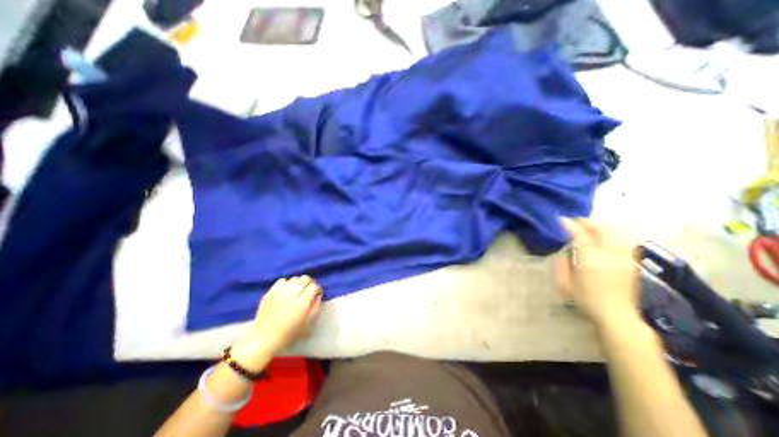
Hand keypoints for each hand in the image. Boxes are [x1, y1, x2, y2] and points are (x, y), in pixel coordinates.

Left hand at [228, 276, 321, 365]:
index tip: (316, 294)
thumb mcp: (308, 324)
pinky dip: (286, 284)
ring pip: (294, 278)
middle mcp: (291, 295)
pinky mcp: (269, 293)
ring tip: (297, 290)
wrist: (263, 340)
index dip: (317, 289)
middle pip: (305, 278)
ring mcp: (279, 292)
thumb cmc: (288, 334)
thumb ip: (315, 307)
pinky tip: (286, 291)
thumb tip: (318, 295)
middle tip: (308, 290)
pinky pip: (281, 280)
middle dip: (309, 283)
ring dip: (298, 283)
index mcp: (302, 303)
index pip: (314, 286)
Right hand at [556, 217, 642, 332]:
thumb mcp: (564, 284)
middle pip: (602, 230)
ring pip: (616, 232)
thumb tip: (563, 250)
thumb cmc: (585, 300)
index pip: (582, 236)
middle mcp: (610, 256)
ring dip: (602, 225)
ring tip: (590, 225)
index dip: (571, 225)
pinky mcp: (632, 262)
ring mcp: (624, 258)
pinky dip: (614, 233)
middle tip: (575, 220)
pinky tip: (606, 234)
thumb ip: (561, 264)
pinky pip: (624, 240)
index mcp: (591, 261)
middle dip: (588, 221)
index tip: (562, 219)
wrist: (617, 317)